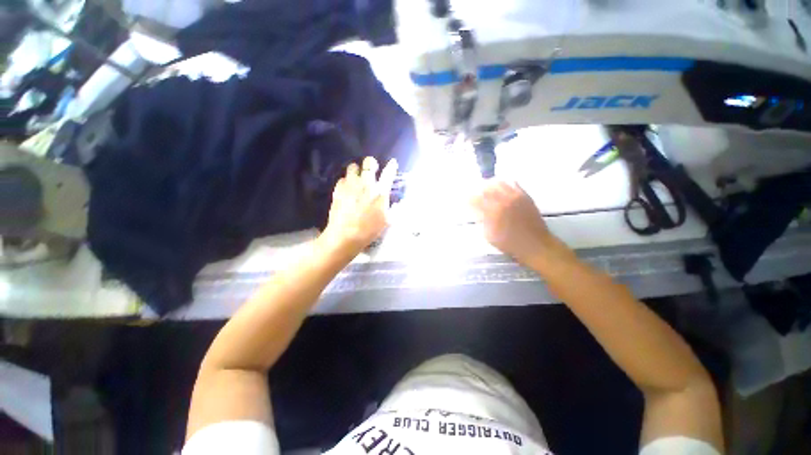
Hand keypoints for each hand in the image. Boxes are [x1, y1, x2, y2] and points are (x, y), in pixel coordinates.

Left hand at [321, 157, 397, 254]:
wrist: (346, 236)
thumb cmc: (370, 230)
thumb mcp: (388, 221)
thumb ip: (394, 209)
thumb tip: (398, 203)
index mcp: (380, 192)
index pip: (388, 174)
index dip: (391, 166)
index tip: (392, 162)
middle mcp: (366, 184)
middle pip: (369, 163)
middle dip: (371, 163)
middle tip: (372, 168)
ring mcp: (351, 185)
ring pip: (353, 167)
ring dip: (357, 170)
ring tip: (357, 177)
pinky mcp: (338, 190)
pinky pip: (342, 179)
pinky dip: (346, 181)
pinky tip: (347, 188)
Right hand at [471, 180, 556, 263]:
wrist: (535, 244)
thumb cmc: (509, 243)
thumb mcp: (489, 235)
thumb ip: (482, 221)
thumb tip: (478, 212)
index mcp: (493, 212)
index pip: (476, 200)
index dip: (469, 199)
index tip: (466, 200)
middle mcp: (503, 201)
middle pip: (487, 188)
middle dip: (478, 191)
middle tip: (475, 194)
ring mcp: (515, 197)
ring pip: (500, 183)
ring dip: (491, 185)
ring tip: (487, 189)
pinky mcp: (525, 196)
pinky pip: (513, 184)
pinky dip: (505, 184)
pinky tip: (502, 189)